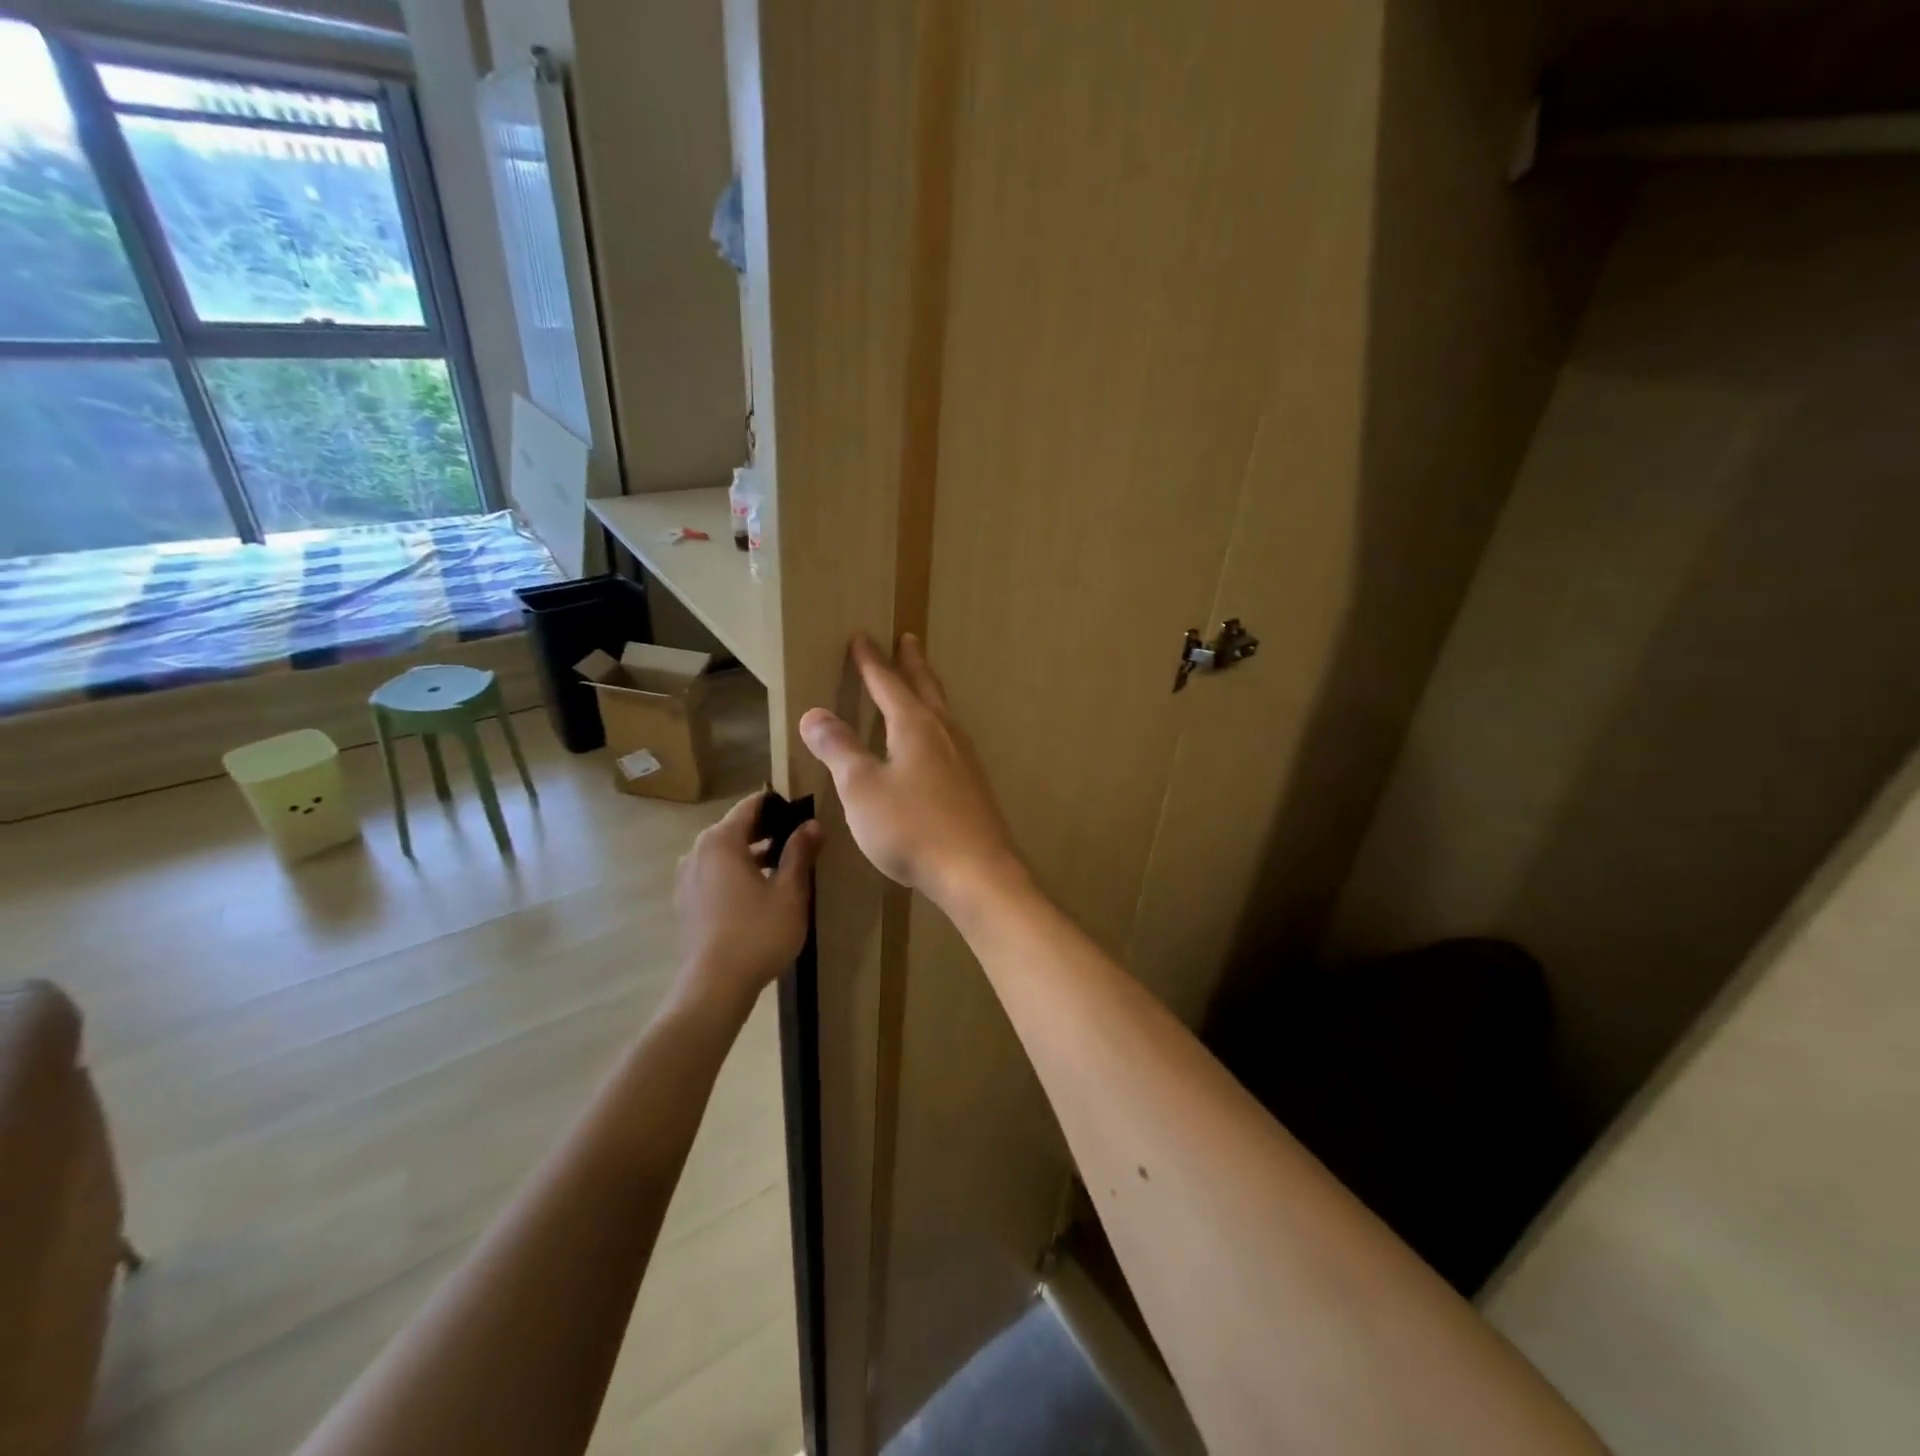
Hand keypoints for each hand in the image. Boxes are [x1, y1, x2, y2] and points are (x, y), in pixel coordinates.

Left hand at [673, 792, 820, 1014]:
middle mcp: (697, 851)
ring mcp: (687, 877)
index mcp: (721, 840)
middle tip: (800, 841)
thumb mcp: (790, 891)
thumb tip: (812, 824)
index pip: (752, 806)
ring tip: (783, 868)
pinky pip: (714, 873)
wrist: (714, 987)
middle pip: (736, 828)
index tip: (804, 813)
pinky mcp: (685, 902)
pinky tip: (758, 893)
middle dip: (768, 830)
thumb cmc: (757, 933)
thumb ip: (800, 852)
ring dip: (752, 854)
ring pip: (724, 853)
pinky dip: (735, 873)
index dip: (779, 805)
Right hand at [798, 634, 1023, 910]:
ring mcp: (965, 759)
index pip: (888, 683)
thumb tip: (814, 714)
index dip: (871, 661)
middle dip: (912, 663)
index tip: (862, 637)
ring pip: (943, 713)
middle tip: (908, 639)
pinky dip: (937, 725)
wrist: (976, 871)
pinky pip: (951, 739)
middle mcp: (944, 733)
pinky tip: (937, 746)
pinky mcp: (974, 785)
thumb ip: (839, 749)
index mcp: (914, 726)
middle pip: (925, 688)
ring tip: (922, 685)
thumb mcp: (862, 788)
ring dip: (929, 692)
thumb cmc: (912, 827)